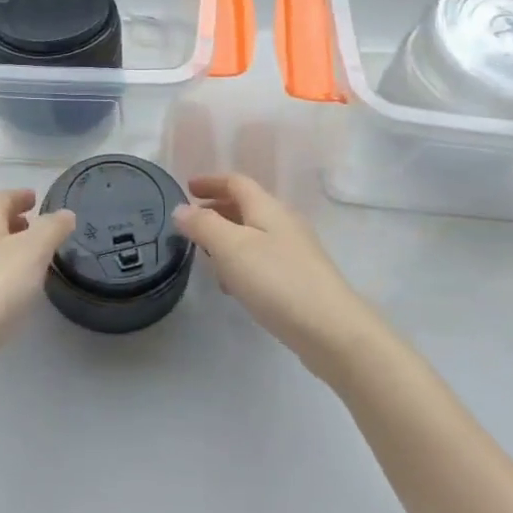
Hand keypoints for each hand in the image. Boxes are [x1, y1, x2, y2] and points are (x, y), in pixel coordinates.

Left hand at [0, 189, 75, 380]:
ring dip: (6, 251)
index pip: (2, 198)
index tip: (36, 198)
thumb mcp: (33, 252)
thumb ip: (52, 229)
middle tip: (38, 230)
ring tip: (30, 262)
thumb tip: (64, 214)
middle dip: (14, 224)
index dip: (21, 196)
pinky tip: (10, 294)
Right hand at [176, 174, 377, 378]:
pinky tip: (233, 285)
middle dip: (217, 209)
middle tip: (191, 222)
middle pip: (246, 205)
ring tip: (205, 255)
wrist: (331, 329)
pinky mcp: (300, 278)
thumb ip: (203, 225)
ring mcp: (295, 250)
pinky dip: (242, 260)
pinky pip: (263, 258)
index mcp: (267, 207)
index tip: (187, 188)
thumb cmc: (276, 280)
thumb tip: (181, 209)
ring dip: (227, 237)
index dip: (210, 182)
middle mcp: (283, 222)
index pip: (236, 182)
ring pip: (254, 233)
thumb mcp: (231, 248)